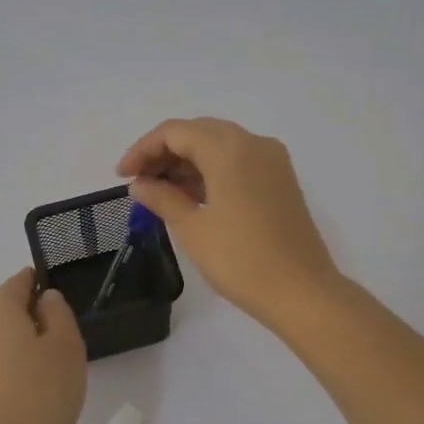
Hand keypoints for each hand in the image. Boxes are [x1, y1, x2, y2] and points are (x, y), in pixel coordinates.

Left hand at [0, 269, 87, 423]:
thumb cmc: (43, 393)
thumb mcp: (66, 346)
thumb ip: (58, 313)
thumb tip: (45, 299)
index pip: (15, 284)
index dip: (34, 281)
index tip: (52, 287)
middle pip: (4, 312)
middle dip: (29, 315)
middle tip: (61, 334)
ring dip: (20, 343)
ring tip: (50, 366)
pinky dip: (11, 366)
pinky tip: (32, 388)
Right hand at [116, 118, 339, 329]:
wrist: (301, 291)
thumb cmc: (241, 260)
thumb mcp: (193, 228)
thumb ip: (162, 198)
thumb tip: (140, 184)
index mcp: (229, 149)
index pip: (175, 132)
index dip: (143, 149)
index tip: (122, 175)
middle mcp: (254, 144)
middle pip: (199, 132)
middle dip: (164, 152)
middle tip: (139, 182)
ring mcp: (272, 161)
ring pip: (220, 146)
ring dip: (188, 162)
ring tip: (160, 192)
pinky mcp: (281, 181)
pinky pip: (239, 162)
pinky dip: (212, 171)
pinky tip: (192, 196)